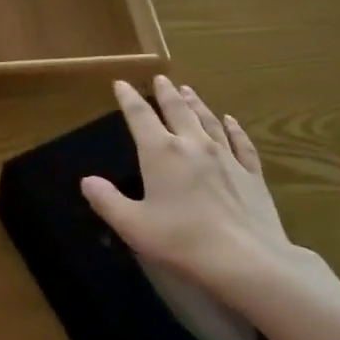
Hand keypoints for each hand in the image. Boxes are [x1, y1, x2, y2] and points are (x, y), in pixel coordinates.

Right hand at [81, 76, 339, 322]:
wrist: (247, 260)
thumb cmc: (182, 242)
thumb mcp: (133, 225)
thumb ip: (107, 201)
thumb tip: (87, 181)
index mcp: (161, 153)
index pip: (140, 117)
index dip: (128, 99)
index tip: (121, 84)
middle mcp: (193, 145)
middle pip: (178, 110)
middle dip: (166, 94)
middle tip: (160, 79)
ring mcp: (226, 157)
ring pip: (208, 121)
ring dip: (196, 104)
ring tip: (189, 91)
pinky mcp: (251, 174)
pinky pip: (241, 142)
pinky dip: (233, 128)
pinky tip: (230, 121)